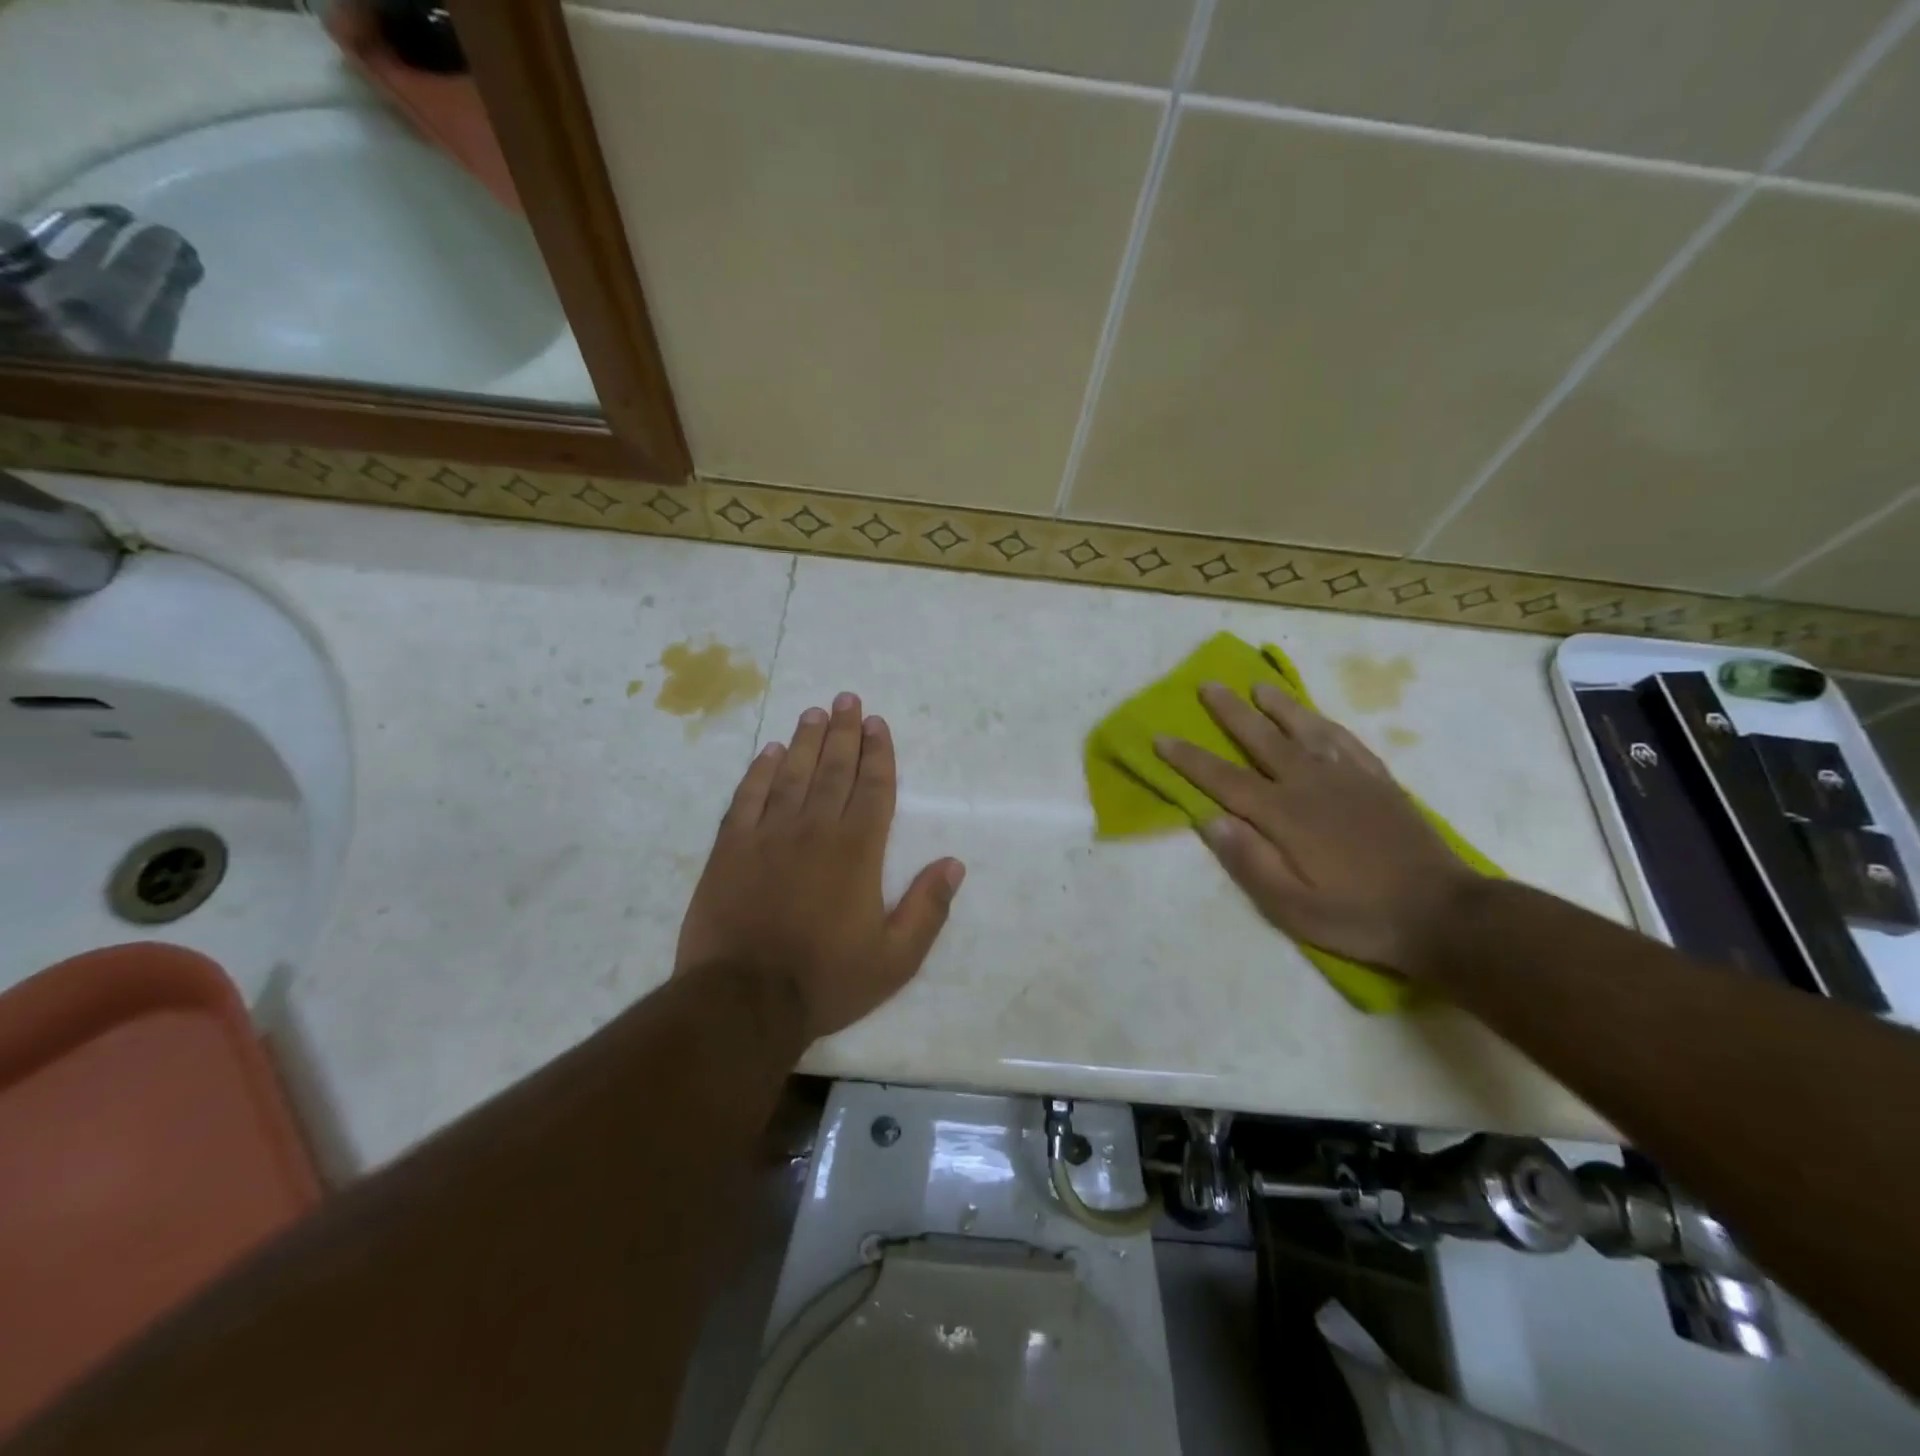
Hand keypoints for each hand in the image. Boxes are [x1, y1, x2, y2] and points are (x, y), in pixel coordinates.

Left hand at [676, 693, 965, 1039]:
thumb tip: (954, 863)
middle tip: (847, 699)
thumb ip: (927, 909)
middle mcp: (815, 829)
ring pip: (792, 774)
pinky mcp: (731, 848)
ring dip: (806, 740)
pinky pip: (747, 797)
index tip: (877, 724)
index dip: (878, 753)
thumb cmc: (826, 980)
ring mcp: (768, 835)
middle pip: (834, 769)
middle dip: (844, 732)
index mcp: (857, 851)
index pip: (873, 788)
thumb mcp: (895, 959)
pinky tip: (769, 752)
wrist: (743, 1000)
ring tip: (814, 712)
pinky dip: (760, 771)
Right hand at [1155, 683, 1473, 978]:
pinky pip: (1346, 741)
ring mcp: (1349, 778)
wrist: (1443, 914)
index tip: (1161, 737)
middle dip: (1231, 713)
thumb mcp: (1292, 907)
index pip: (1224, 779)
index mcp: (1284, 815)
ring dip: (1279, 706)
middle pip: (1262, 739)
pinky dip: (1325, 724)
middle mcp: (1311, 784)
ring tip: (1259, 686)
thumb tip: (1209, 819)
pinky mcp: (1379, 782)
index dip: (1190, 759)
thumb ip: (1248, 861)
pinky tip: (1316, 719)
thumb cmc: (1358, 917)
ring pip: (1306, 730)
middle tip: (1208, 685)